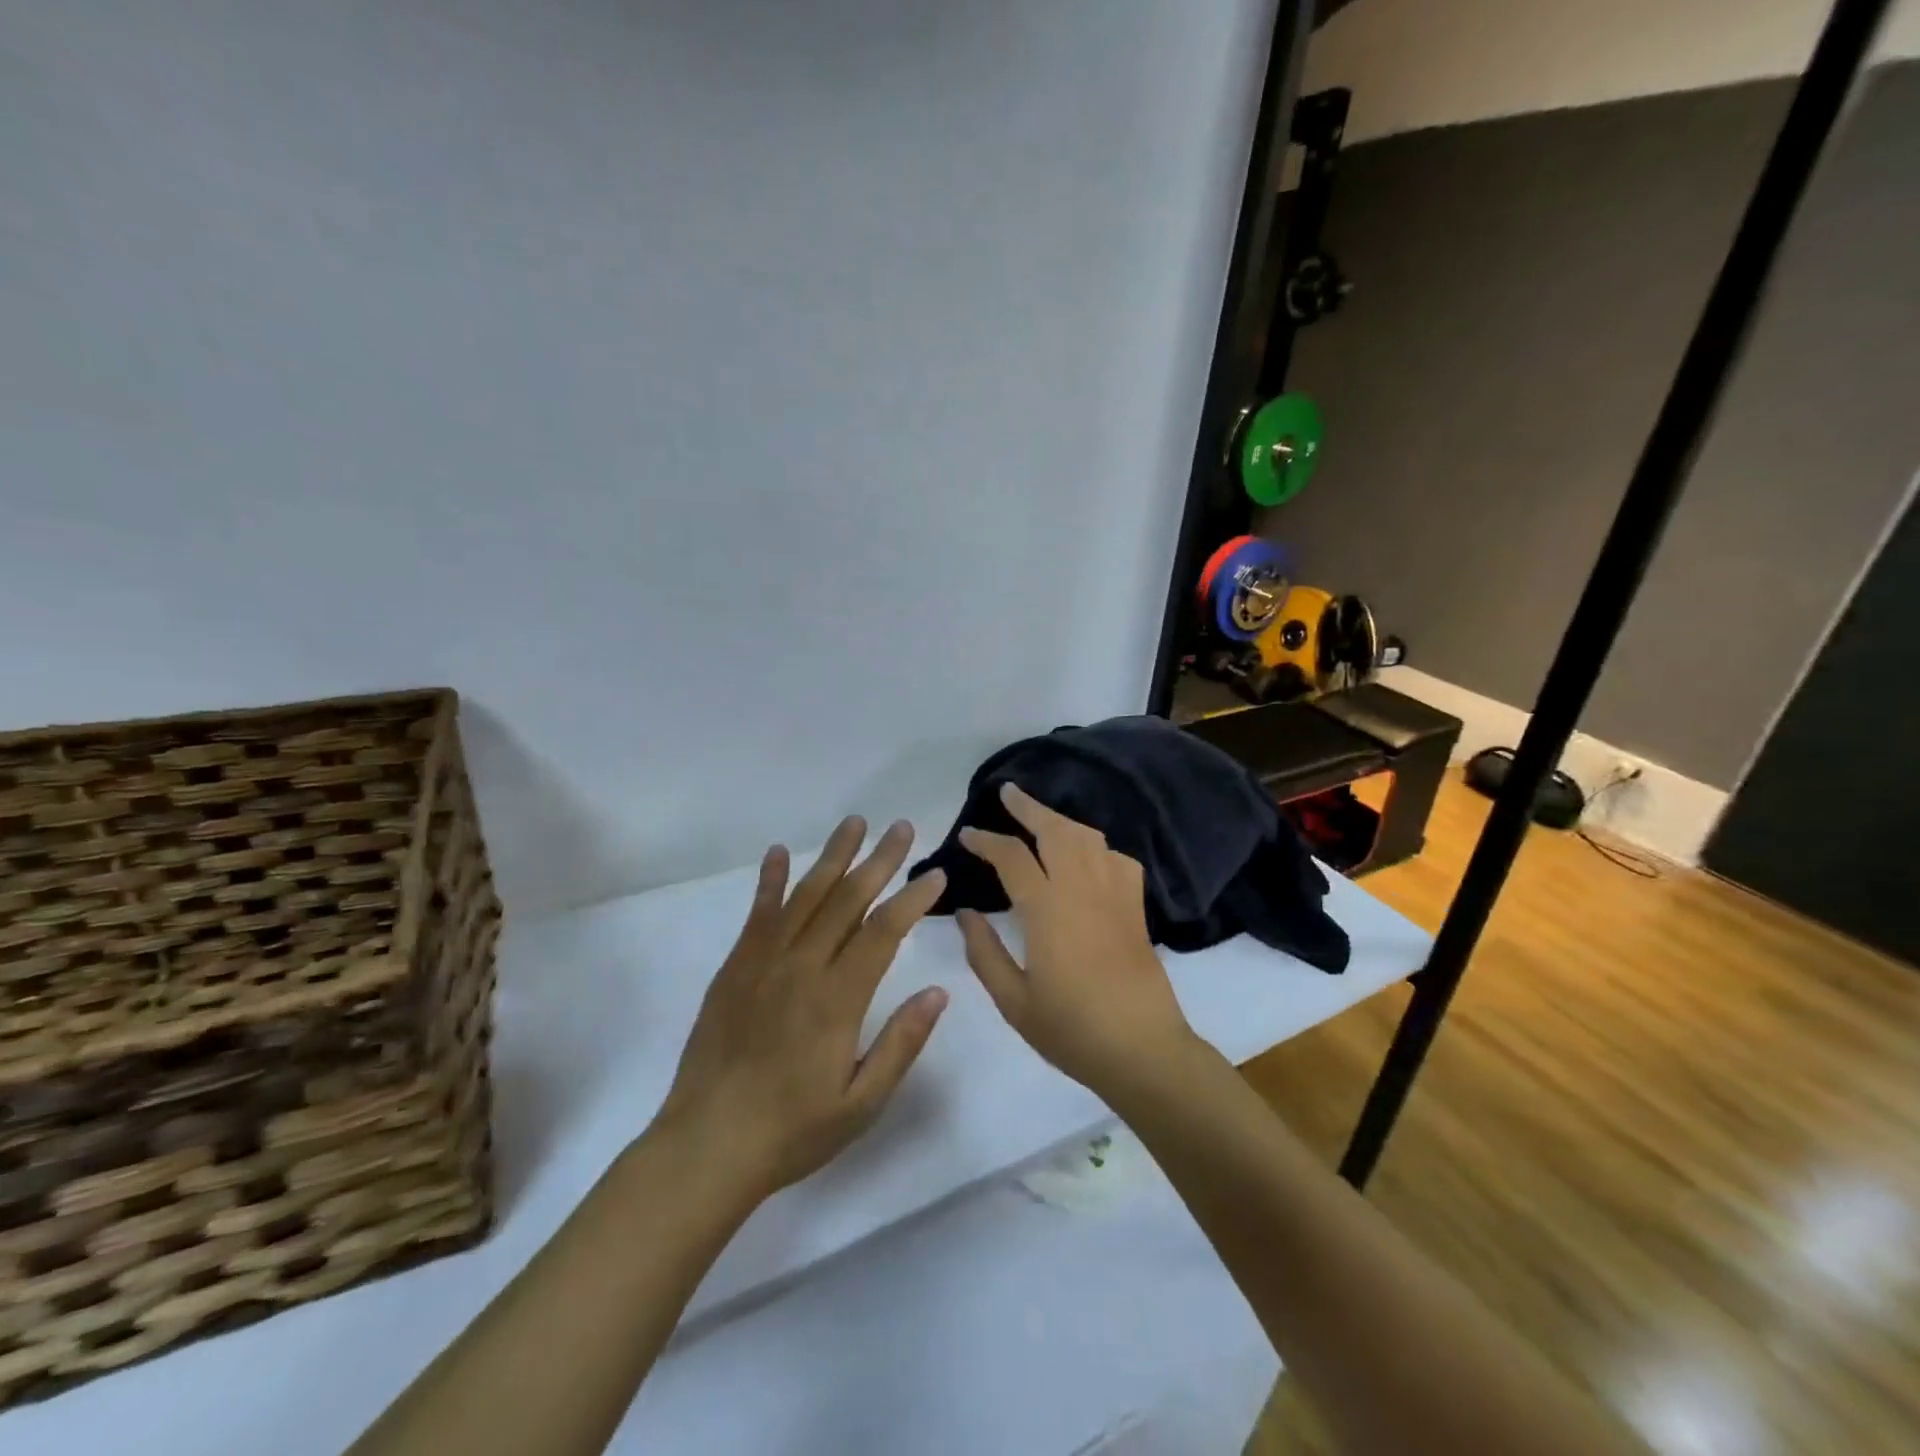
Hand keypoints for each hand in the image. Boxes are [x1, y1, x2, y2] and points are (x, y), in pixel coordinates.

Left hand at [655, 817, 948, 1205]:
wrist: (706, 1146)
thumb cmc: (793, 1131)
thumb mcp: (861, 1103)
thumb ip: (901, 1043)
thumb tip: (938, 991)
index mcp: (837, 999)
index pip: (883, 932)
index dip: (912, 899)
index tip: (935, 874)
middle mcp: (801, 968)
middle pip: (847, 900)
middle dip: (878, 860)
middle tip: (901, 827)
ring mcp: (763, 963)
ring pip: (805, 896)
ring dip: (832, 857)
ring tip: (854, 823)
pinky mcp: (734, 968)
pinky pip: (757, 914)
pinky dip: (770, 880)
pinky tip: (779, 854)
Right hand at [956, 783, 1196, 1096]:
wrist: (1142, 1049)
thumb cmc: (1071, 1029)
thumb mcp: (1013, 1001)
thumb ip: (984, 952)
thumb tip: (965, 913)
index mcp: (1047, 909)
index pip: (1012, 857)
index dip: (986, 840)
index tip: (967, 834)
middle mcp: (1082, 889)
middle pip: (1056, 829)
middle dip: (1029, 806)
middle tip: (1008, 792)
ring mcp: (1114, 895)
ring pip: (1089, 837)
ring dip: (1062, 820)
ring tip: (1042, 818)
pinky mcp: (1136, 908)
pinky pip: (1118, 859)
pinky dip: (1098, 848)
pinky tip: (1088, 859)